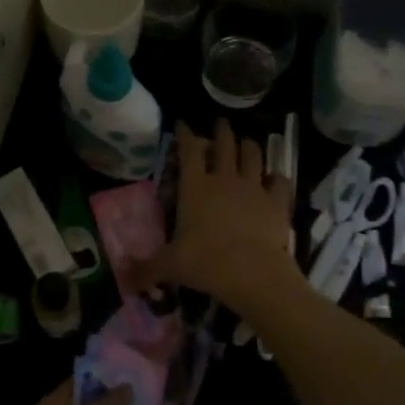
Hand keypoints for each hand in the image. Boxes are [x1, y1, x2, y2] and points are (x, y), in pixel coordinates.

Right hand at [135, 120, 294, 308]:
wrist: (252, 272)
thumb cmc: (205, 262)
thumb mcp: (169, 266)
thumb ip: (147, 269)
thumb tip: (125, 281)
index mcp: (195, 187)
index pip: (188, 151)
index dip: (185, 135)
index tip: (183, 124)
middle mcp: (225, 180)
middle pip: (225, 145)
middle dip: (221, 131)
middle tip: (220, 123)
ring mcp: (253, 188)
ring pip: (253, 156)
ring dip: (249, 147)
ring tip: (247, 143)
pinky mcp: (277, 202)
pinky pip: (280, 182)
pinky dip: (276, 178)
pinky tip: (275, 179)